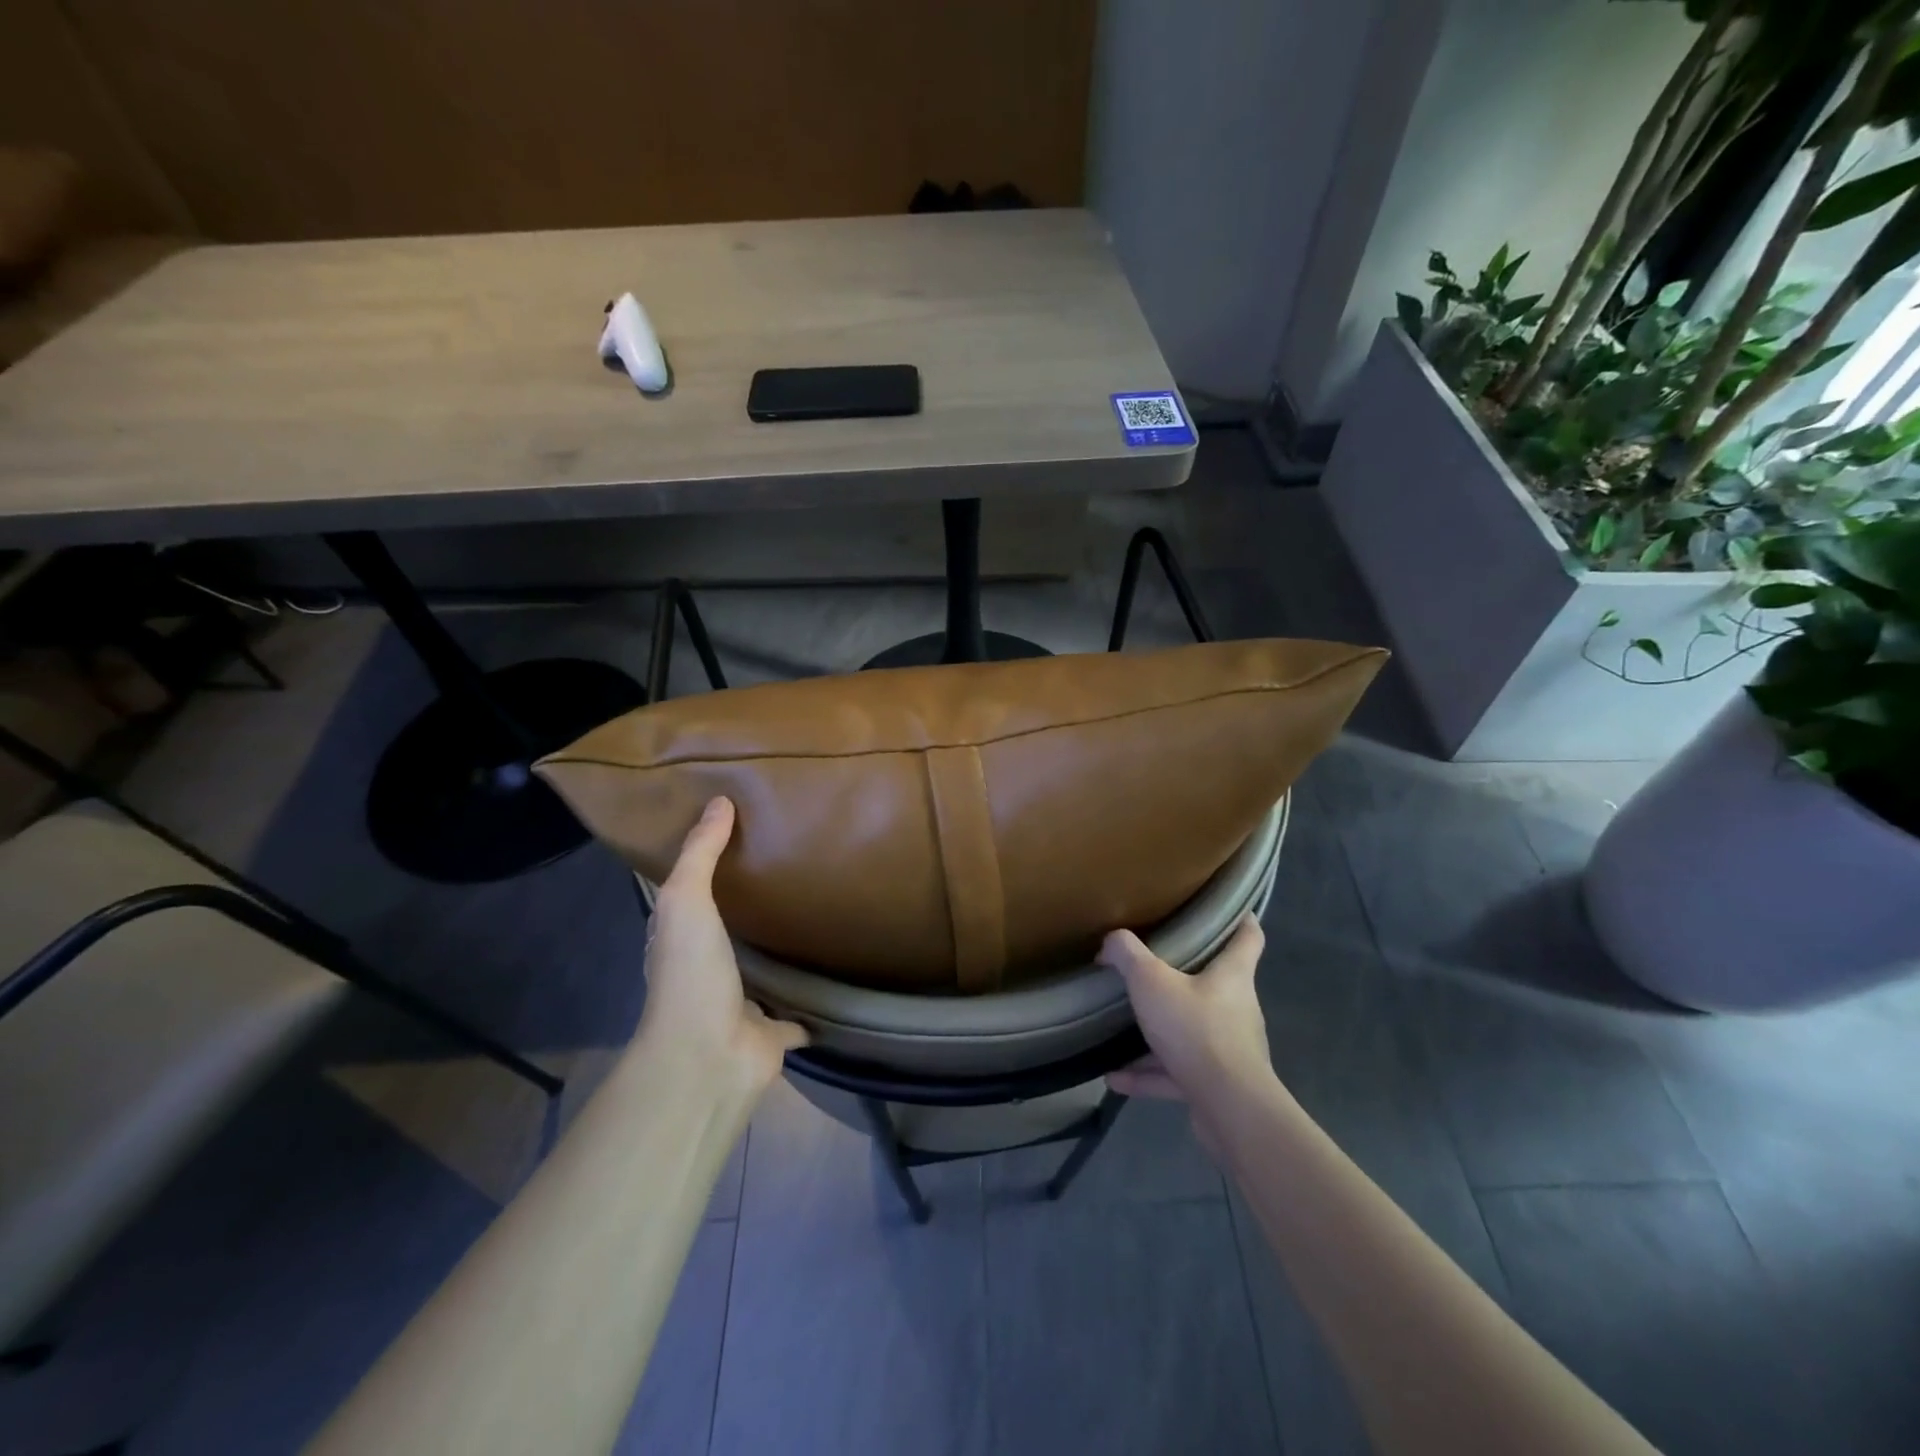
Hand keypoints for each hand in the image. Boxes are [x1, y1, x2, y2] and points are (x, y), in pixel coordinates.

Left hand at [636, 797, 807, 1093]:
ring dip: (776, 957)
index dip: (705, 870)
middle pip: (728, 934)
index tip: (738, 839)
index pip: (690, 898)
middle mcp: (707, 973)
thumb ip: (700, 853)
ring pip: (762, 974)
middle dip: (747, 912)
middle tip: (787, 873)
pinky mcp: (773, 1034)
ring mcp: (740, 1006)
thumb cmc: (690, 972)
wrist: (707, 1056)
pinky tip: (834, 983)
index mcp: (681, 941)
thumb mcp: (686, 900)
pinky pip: (796, 1016)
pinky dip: (811, 1007)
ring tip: (813, 921)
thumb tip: (720, 800)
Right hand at [1102, 915, 1276, 1121]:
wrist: (1228, 1108)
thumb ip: (1127, 955)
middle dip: (1189, 976)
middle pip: (1217, 984)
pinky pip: (1176, 1072)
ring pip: (1192, 1031)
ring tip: (1124, 1028)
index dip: (1241, 920)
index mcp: (1232, 975)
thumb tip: (1110, 942)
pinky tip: (1113, 1077)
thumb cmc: (1196, 1029)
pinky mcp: (1216, 1085)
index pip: (1249, 937)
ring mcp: (1229, 1049)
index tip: (1229, 909)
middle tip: (1156, 965)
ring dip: (1161, 1031)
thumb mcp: (1151, 981)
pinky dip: (1148, 1073)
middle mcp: (1237, 1008)